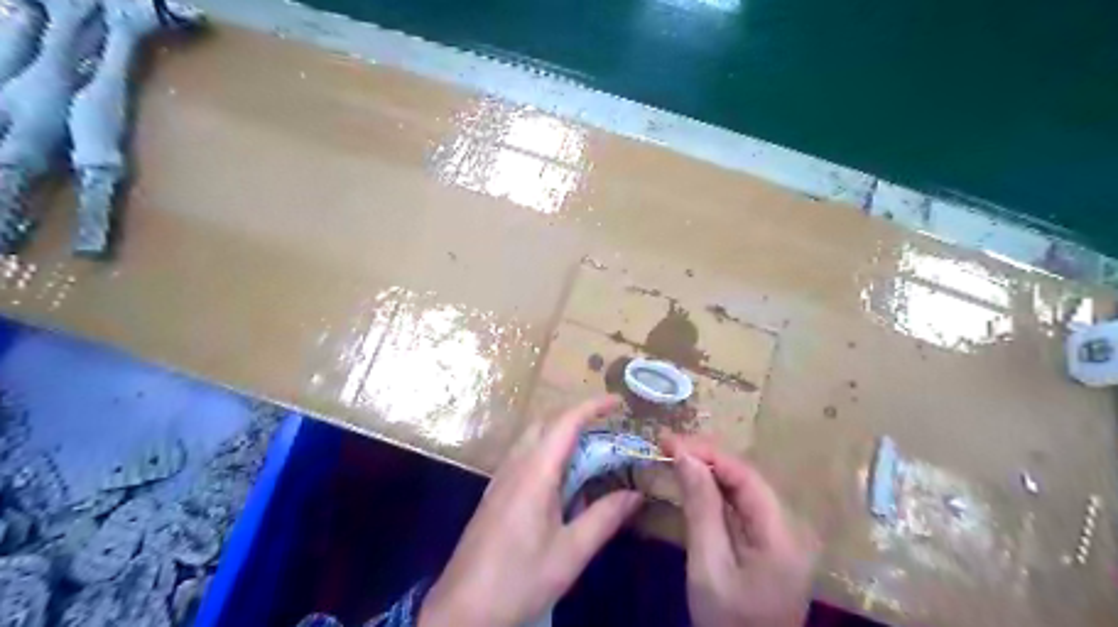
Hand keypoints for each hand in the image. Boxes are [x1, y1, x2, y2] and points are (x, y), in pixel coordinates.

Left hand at [421, 397, 647, 625]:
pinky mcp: (495, 493)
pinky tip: (560, 477)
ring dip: (560, 432)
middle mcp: (515, 466)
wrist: (462, 610)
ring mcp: (501, 478)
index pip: (565, 423)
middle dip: (577, 416)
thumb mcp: (570, 553)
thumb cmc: (519, 579)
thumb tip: (636, 494)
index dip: (592, 406)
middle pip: (546, 423)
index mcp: (535, 472)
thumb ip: (604, 518)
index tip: (617, 401)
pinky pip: (523, 455)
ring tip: (589, 448)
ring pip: (532, 437)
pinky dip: (547, 450)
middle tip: (607, 427)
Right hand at [658, 435, 818, 626]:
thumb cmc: (728, 622)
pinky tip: (693, 482)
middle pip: (746, 477)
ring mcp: (779, 535)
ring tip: (673, 455)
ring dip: (708, 470)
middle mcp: (787, 525)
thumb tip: (686, 457)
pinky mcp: (767, 543)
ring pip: (742, 488)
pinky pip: (740, 505)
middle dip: (705, 457)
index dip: (706, 452)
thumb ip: (701, 508)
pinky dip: (714, 490)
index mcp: (780, 532)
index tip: (668, 441)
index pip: (743, 474)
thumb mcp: (708, 566)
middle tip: (666, 445)